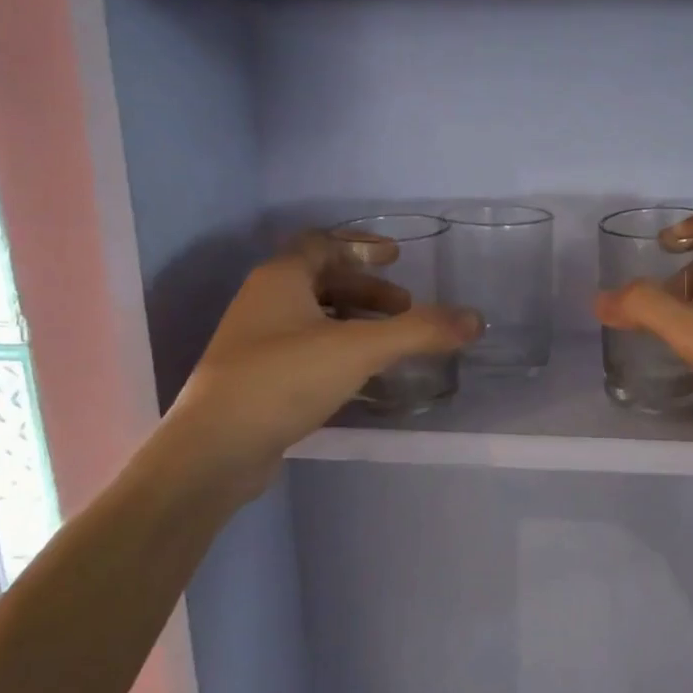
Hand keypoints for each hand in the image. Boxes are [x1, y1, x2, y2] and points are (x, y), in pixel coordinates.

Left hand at [158, 233, 479, 502]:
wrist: (216, 449)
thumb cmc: (284, 380)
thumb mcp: (359, 349)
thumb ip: (419, 331)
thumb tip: (476, 319)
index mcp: (280, 279)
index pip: (322, 244)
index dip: (361, 247)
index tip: (397, 258)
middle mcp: (263, 302)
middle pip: (321, 281)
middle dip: (367, 291)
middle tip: (405, 309)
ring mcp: (256, 343)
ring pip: (313, 318)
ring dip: (354, 322)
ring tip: (390, 343)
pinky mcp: (257, 379)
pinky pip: (306, 350)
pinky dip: (338, 351)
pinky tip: (361, 376)